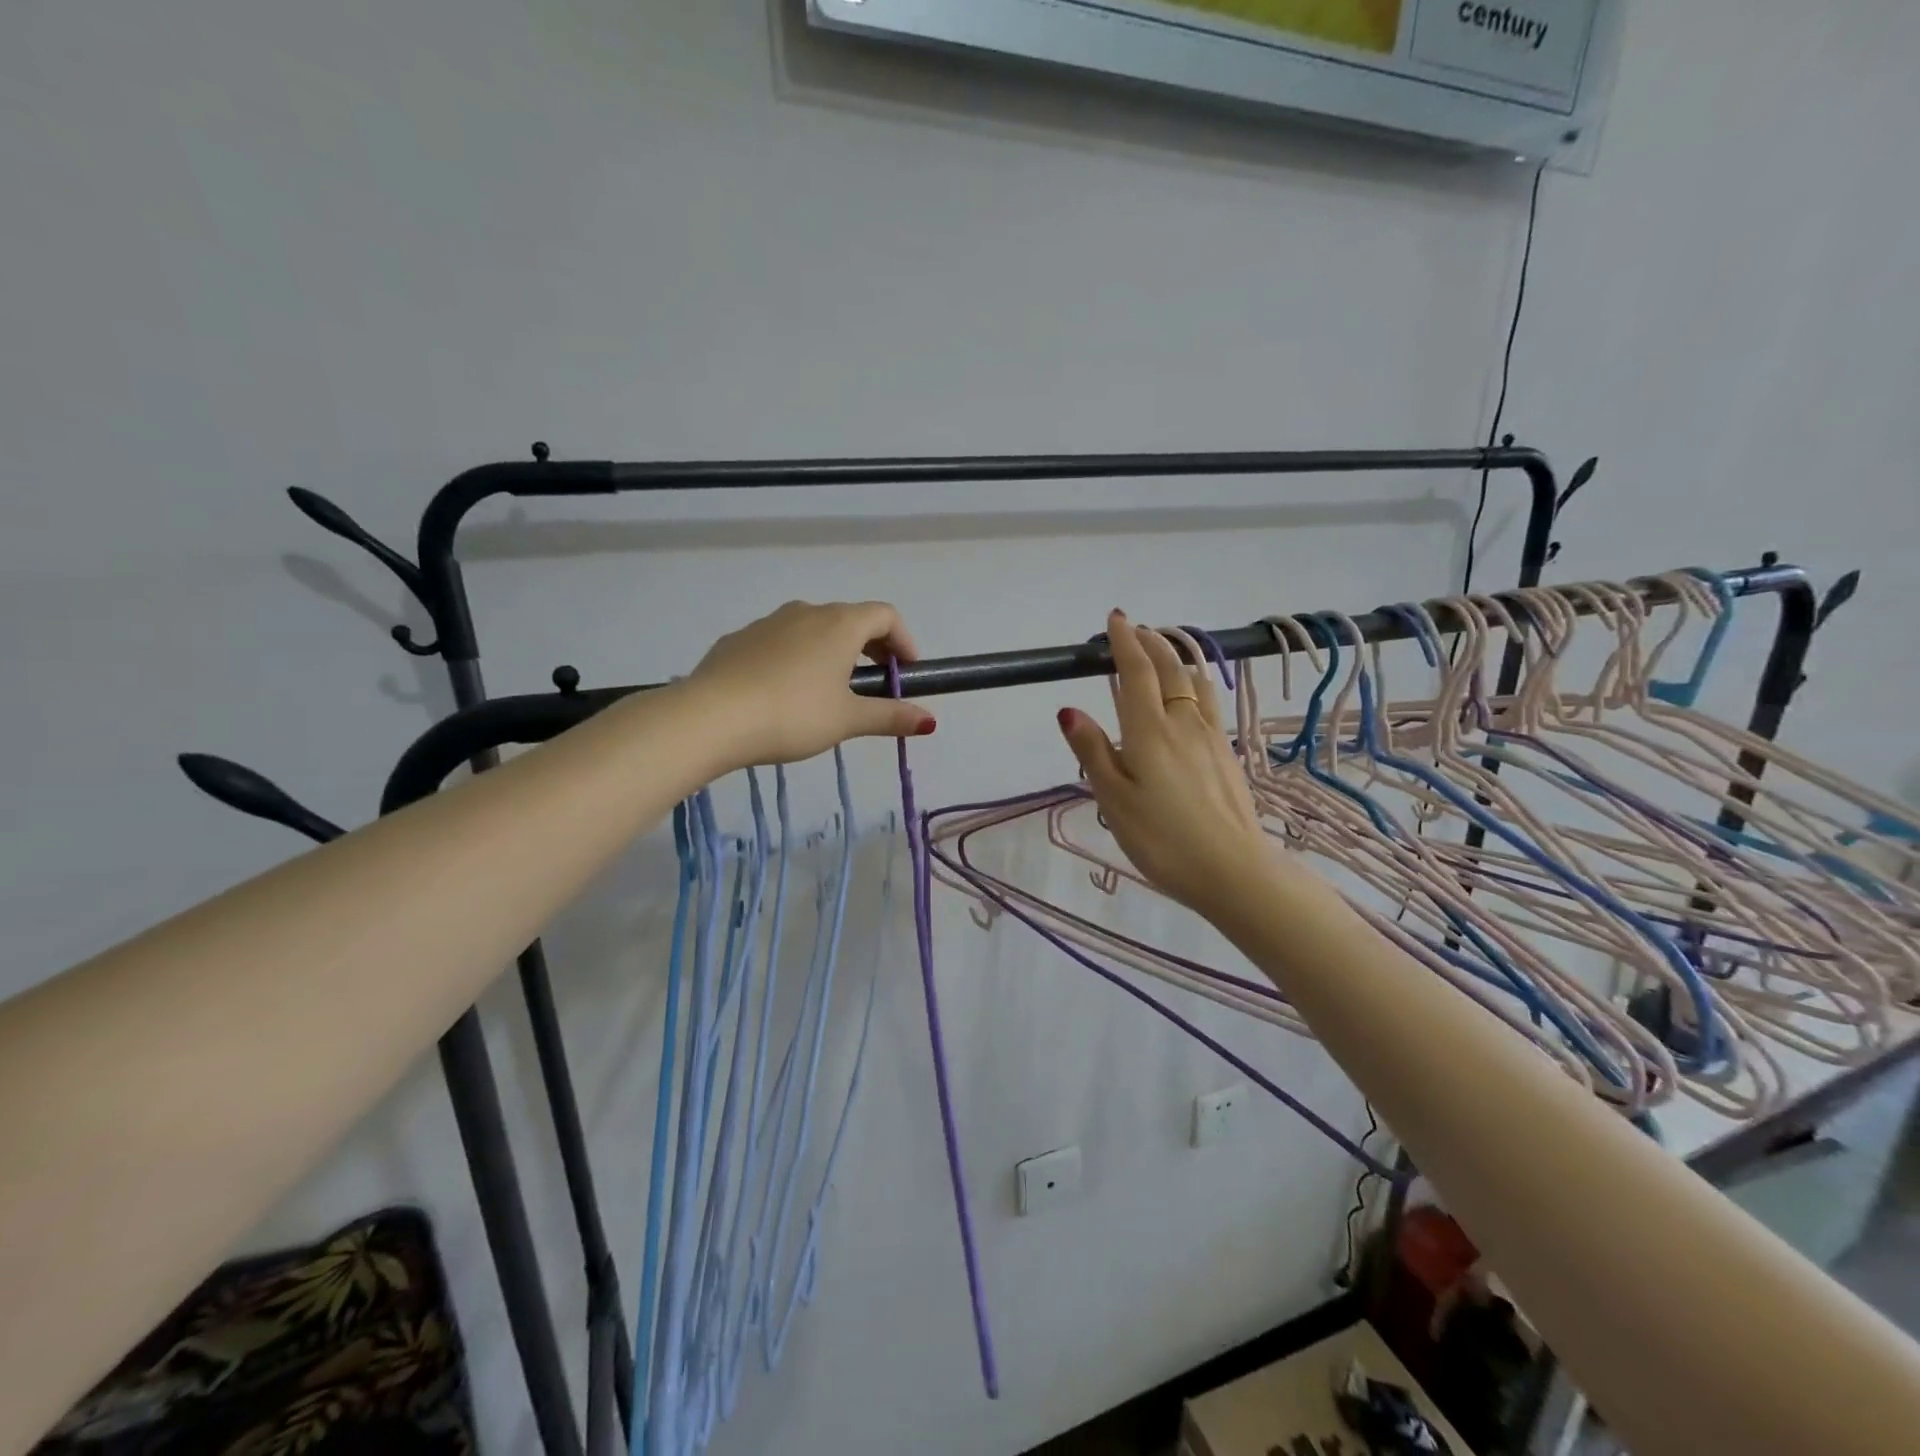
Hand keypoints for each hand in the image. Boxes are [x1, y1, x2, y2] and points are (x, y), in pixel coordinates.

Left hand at [688, 600, 935, 766]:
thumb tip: (930, 720)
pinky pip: (779, 642)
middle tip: (874, 685)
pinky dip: (796, 658)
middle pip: (850, 619)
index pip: (886, 615)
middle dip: (870, 648)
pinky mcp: (738, 640)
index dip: (903, 641)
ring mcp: (767, 622)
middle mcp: (806, 612)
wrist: (710, 717)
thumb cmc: (792, 714)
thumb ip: (890, 716)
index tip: (905, 673)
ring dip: (832, 652)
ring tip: (829, 692)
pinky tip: (784, 694)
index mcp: (839, 624)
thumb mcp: (847, 720)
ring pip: (812, 629)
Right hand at [1057, 611, 1271, 917]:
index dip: (1125, 642)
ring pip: (1195, 682)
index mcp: (1150, 731)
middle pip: (1170, 669)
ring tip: (1162, 651)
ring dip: (1176, 658)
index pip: (1136, 672)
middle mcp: (1183, 723)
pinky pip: (1208, 702)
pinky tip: (1191, 695)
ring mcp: (1210, 736)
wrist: (1233, 870)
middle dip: (1151, 643)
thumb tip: (1068, 709)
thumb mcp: (1115, 800)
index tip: (1115, 619)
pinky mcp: (1227, 753)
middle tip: (1136, 628)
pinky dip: (1194, 682)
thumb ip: (1093, 751)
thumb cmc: (1163, 839)